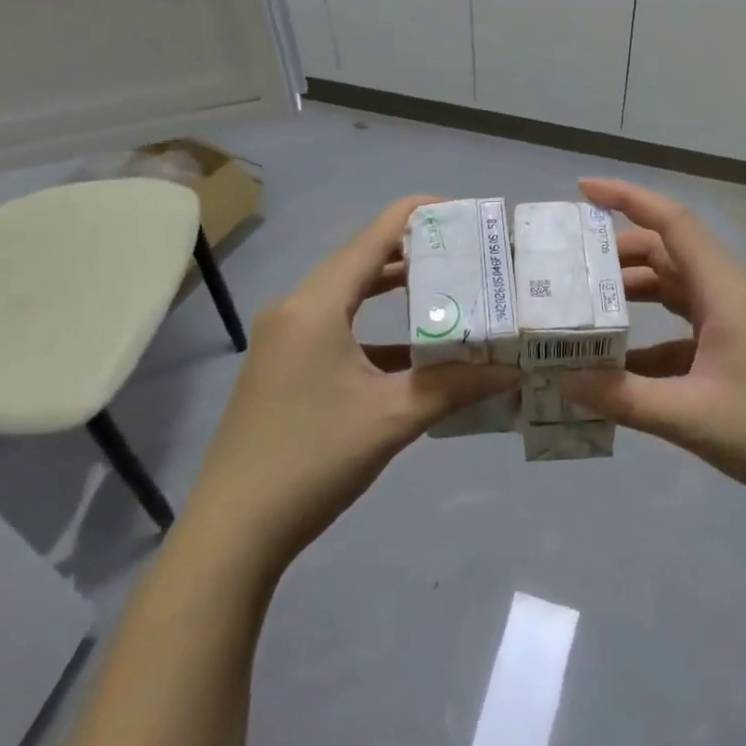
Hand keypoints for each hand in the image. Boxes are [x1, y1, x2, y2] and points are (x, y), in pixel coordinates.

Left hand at [185, 196, 516, 581]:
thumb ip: (454, 387)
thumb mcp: (391, 419)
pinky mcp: (283, 366)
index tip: (463, 212)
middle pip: (361, 261)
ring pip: (348, 296)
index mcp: (316, 305)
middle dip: (414, 254)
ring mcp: (285, 339)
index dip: (418, 215)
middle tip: (467, 255)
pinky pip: (336, 328)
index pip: (373, 237)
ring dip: (394, 292)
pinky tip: (413, 351)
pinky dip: (374, 329)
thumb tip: (512, 372)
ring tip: (448, 290)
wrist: (233, 532)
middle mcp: (296, 309)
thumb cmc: (313, 460)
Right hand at [565, 178, 745, 518]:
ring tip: (587, 309)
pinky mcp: (737, 355)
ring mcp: (735, 326)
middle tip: (571, 268)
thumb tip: (563, 379)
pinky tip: (620, 367)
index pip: (673, 223)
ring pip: (674, 290)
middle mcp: (728, 297)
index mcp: (723, 292)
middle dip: (618, 252)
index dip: (628, 198)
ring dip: (633, 293)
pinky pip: (682, 332)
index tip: (584, 189)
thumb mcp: (692, 417)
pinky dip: (649, 339)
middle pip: (668, 253)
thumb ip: (625, 398)